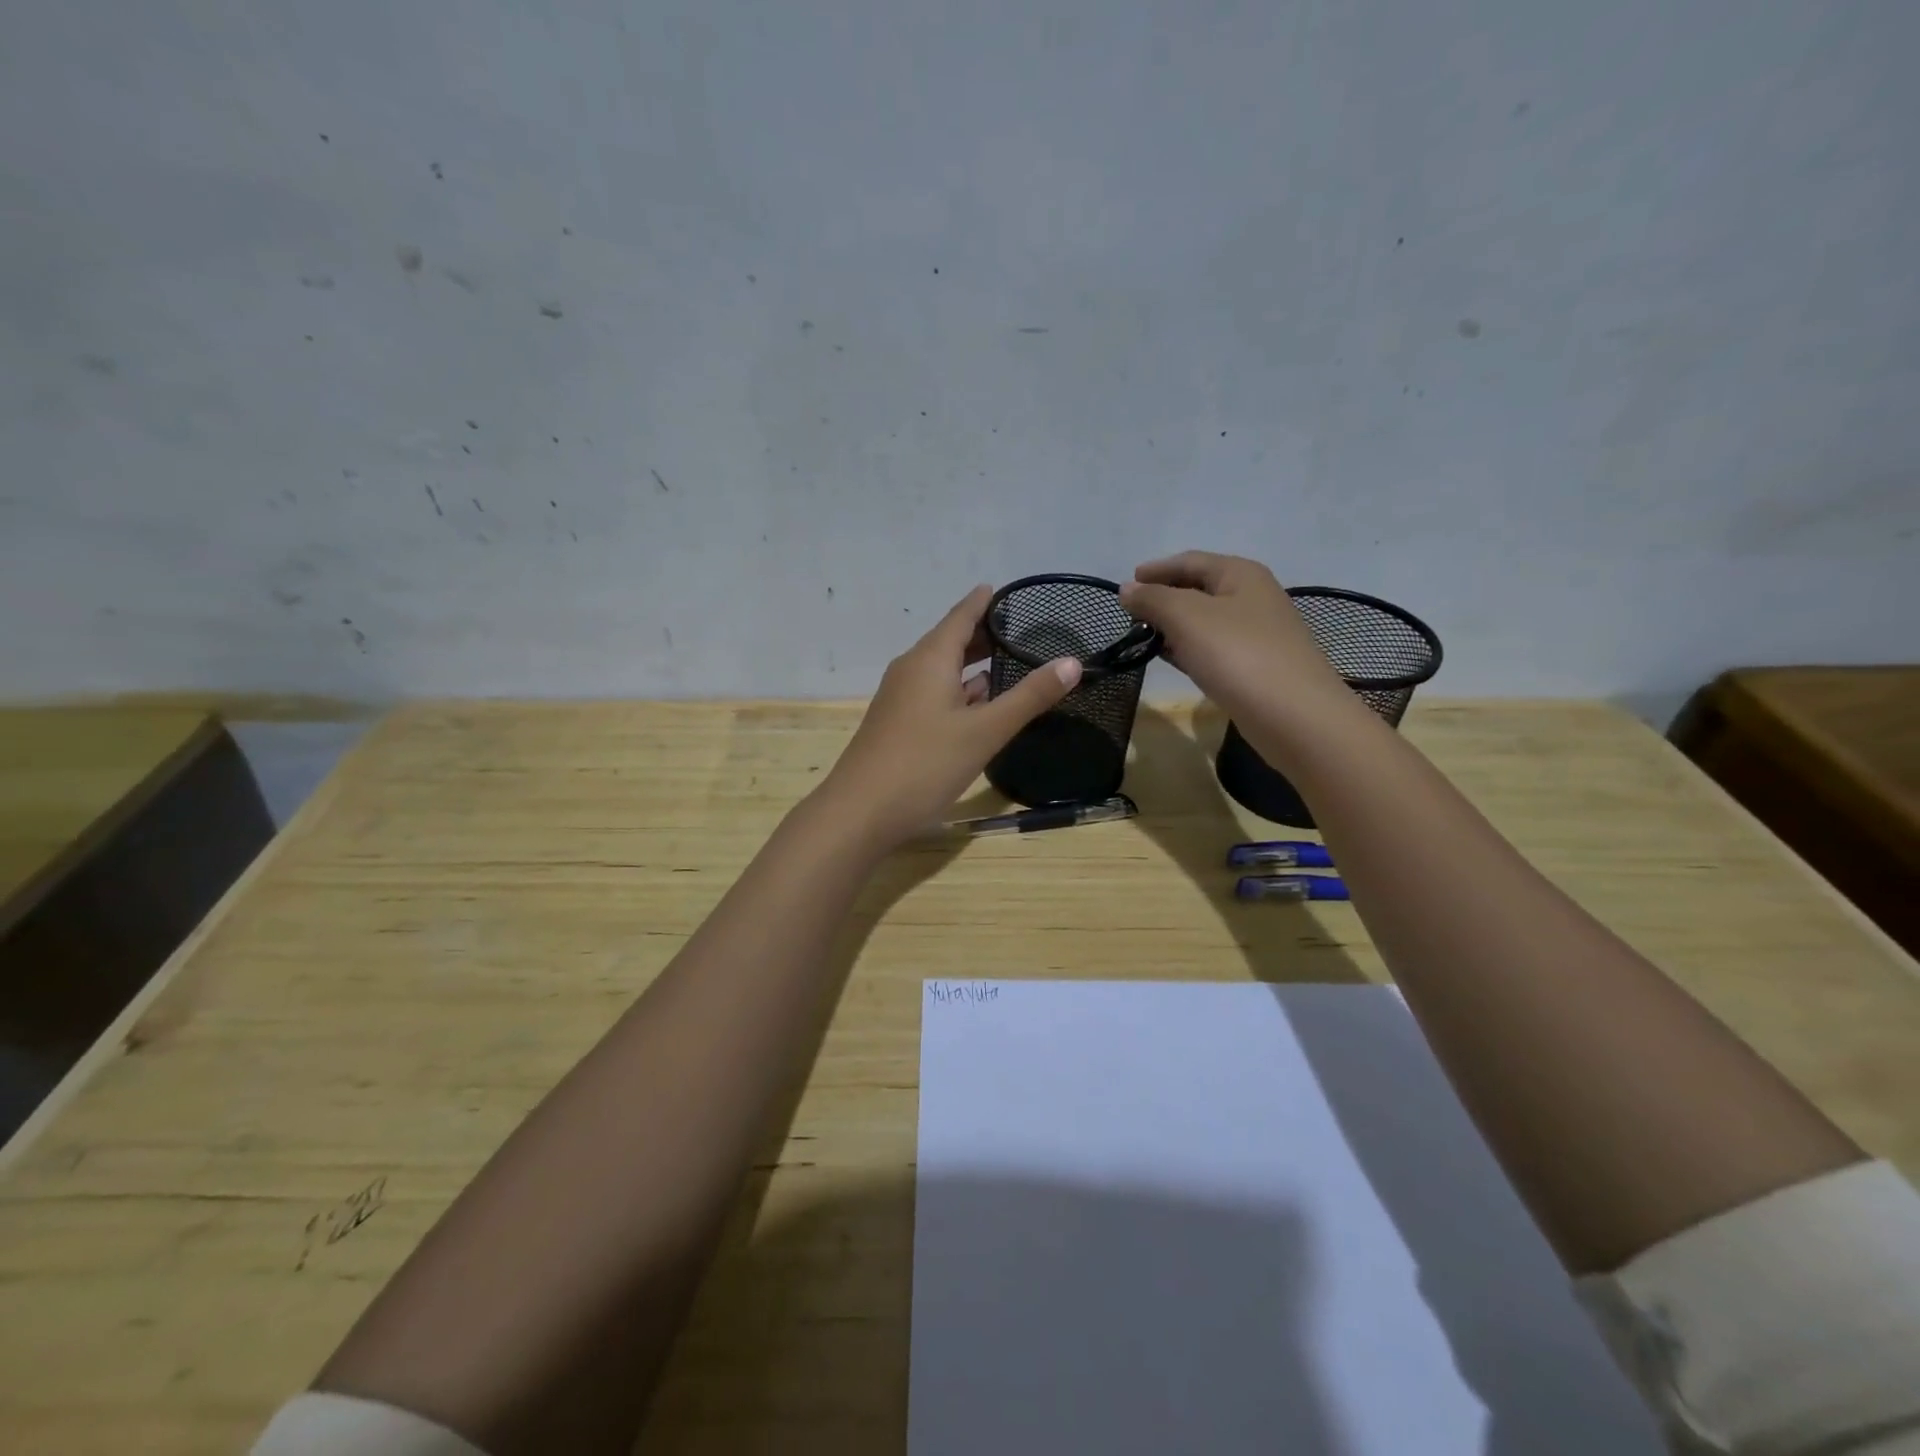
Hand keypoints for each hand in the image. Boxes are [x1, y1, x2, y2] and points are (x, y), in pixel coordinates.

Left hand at [818, 585, 1082, 850]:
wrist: (860, 812)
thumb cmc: (925, 764)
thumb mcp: (985, 731)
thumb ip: (1029, 697)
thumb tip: (1072, 662)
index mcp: (930, 659)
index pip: (961, 616)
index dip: (983, 602)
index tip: (1004, 589)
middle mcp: (911, 670)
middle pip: (950, 641)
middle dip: (983, 634)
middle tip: (1021, 629)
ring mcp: (900, 698)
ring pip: (941, 671)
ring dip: (972, 665)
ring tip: (1008, 663)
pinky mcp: (897, 724)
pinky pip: (933, 694)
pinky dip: (959, 691)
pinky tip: (978, 706)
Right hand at [1119, 551, 1355, 732]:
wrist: (1295, 716)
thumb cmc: (1238, 655)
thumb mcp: (1187, 617)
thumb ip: (1153, 599)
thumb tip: (1126, 590)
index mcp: (1241, 574)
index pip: (1190, 561)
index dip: (1156, 570)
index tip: (1126, 585)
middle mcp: (1253, 597)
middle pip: (1199, 588)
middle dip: (1164, 597)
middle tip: (1130, 615)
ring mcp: (1258, 633)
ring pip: (1206, 621)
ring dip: (1174, 626)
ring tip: (1143, 637)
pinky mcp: (1257, 666)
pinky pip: (1214, 648)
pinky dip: (1189, 649)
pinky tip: (1172, 660)